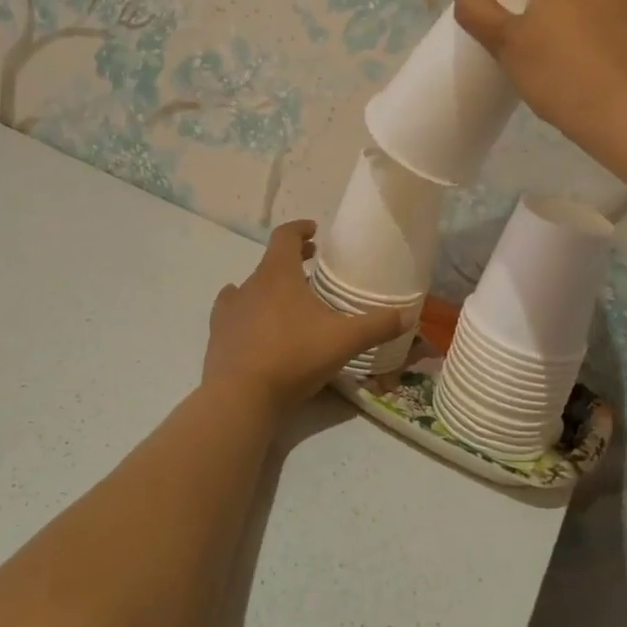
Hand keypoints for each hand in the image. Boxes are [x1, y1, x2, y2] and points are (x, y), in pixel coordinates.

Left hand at [202, 221, 416, 412]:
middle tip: (312, 265)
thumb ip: (377, 326)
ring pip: (251, 287)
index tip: (314, 230)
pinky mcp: (218, 334)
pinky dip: (247, 310)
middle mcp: (250, 284)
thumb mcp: (344, 340)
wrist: (240, 397)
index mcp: (278, 274)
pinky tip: (255, 323)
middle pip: (270, 261)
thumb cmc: (294, 357)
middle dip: (292, 259)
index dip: (300, 229)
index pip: (285, 236)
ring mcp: (230, 309)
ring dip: (270, 286)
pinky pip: (232, 312)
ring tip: (288, 300)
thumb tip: (408, 315)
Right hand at [454, 0, 626, 154]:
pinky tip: (598, 76)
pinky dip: (608, 43)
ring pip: (599, 6)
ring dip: (584, 26)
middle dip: (558, 9)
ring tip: (572, 67)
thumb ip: (478, 11)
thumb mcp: (505, 43)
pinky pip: (621, 29)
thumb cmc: (559, 72)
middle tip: (543, 51)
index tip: (524, 31)